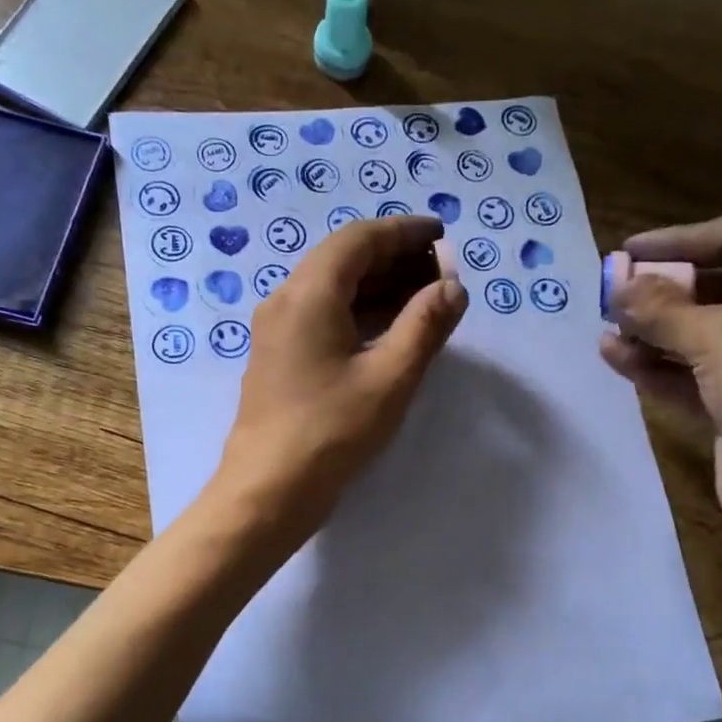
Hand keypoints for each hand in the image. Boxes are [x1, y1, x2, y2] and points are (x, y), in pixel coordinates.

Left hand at [210, 216, 467, 552]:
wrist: (268, 490)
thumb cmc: (331, 431)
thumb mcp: (390, 377)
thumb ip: (425, 326)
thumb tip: (453, 288)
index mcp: (309, 293)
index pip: (360, 239)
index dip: (404, 232)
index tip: (441, 235)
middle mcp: (286, 300)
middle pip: (344, 260)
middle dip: (395, 259)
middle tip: (440, 271)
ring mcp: (277, 330)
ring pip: (333, 290)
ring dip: (378, 287)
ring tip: (425, 298)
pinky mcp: (279, 358)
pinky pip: (323, 317)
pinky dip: (359, 313)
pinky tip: (390, 331)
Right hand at [599, 214, 721, 526]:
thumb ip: (664, 309)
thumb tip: (619, 288)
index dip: (682, 238)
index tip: (630, 251)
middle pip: (715, 285)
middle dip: (661, 287)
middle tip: (612, 292)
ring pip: (697, 333)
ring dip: (651, 328)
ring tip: (604, 325)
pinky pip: (688, 374)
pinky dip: (654, 365)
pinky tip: (613, 356)